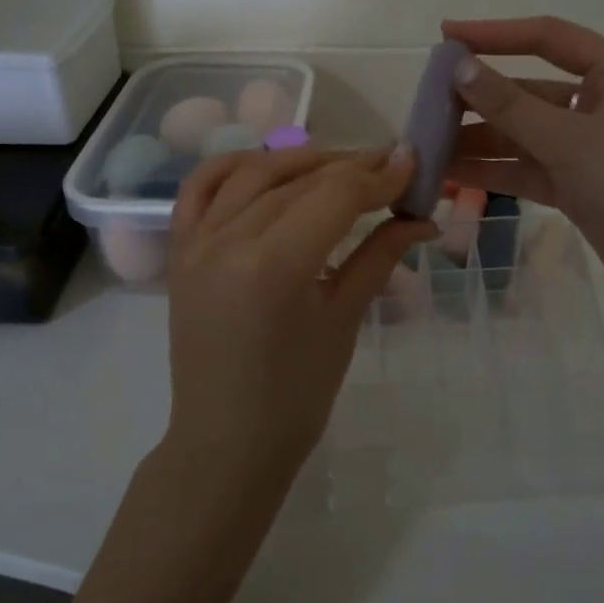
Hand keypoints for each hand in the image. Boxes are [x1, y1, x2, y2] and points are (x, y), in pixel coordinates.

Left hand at [164, 146, 436, 485]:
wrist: (227, 441)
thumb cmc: (297, 394)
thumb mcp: (345, 318)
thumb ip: (381, 254)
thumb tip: (423, 217)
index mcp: (275, 265)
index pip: (336, 196)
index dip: (379, 177)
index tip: (412, 165)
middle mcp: (229, 240)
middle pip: (300, 180)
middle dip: (351, 167)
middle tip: (390, 165)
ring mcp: (197, 242)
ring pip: (254, 173)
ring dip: (302, 160)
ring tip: (341, 165)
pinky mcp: (180, 250)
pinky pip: (201, 188)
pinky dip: (235, 166)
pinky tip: (266, 166)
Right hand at [442, 16, 603, 324]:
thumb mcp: (571, 141)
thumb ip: (511, 106)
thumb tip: (459, 65)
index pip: (549, 38)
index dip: (496, 33)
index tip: (446, 34)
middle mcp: (602, 106)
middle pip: (529, 91)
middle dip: (480, 99)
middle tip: (426, 104)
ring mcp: (590, 150)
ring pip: (524, 135)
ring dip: (479, 140)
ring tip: (428, 146)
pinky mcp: (580, 188)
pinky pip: (528, 169)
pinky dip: (494, 171)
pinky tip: (452, 175)